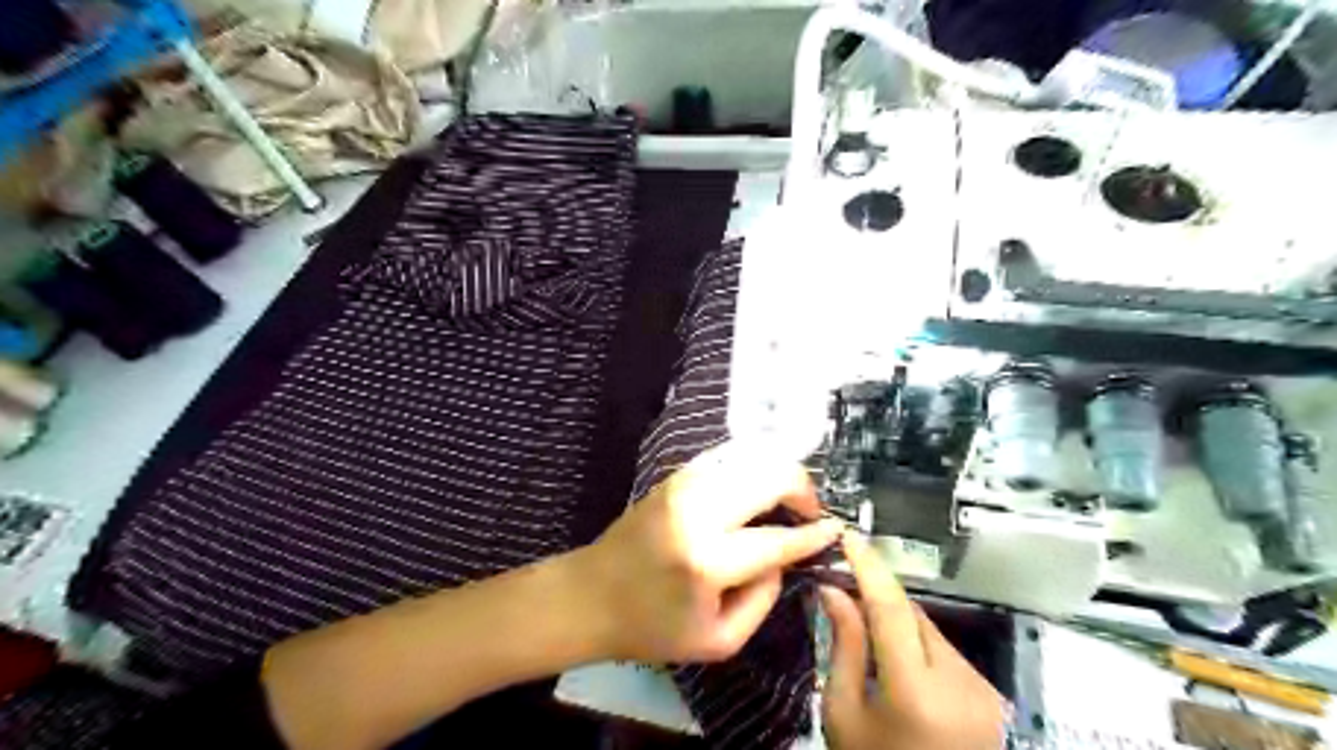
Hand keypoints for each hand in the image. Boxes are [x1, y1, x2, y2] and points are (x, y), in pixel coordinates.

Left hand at [581, 443, 836, 664]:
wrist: (592, 594)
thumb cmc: (652, 627)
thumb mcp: (718, 640)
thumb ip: (763, 598)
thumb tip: (784, 557)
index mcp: (708, 561)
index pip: (777, 539)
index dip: (813, 533)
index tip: (836, 529)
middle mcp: (698, 512)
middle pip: (770, 477)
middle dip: (803, 490)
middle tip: (810, 514)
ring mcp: (684, 486)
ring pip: (752, 459)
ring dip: (779, 476)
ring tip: (786, 504)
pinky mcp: (676, 476)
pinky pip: (729, 459)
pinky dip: (753, 469)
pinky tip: (758, 491)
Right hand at [822, 534, 1009, 749]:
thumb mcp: (844, 714)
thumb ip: (843, 647)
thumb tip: (833, 591)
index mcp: (915, 690)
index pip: (890, 608)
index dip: (868, 566)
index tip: (848, 536)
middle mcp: (960, 682)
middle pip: (911, 614)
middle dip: (877, 599)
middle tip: (843, 591)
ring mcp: (983, 690)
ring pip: (930, 632)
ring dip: (899, 626)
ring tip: (871, 646)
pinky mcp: (991, 696)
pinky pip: (946, 654)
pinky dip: (920, 650)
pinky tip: (903, 673)